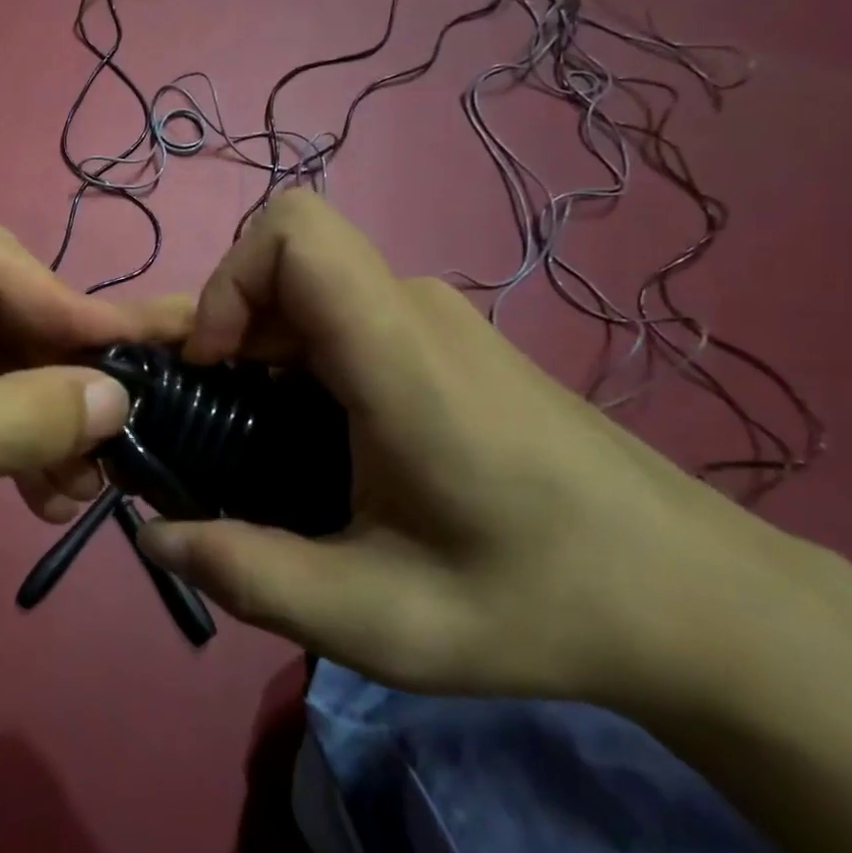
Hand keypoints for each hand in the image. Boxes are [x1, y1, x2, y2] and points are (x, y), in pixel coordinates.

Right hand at [137, 191, 807, 709]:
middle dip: (209, 324)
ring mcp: (432, 322)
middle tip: (175, 404)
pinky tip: (296, 431)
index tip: (211, 368)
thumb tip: (153, 539)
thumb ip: (251, 578)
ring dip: (246, 345)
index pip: (295, 232)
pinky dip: (286, 357)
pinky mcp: (441, 344)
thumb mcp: (379, 619)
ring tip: (231, 429)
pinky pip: (335, 319)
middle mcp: (412, 311)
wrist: (698, 599)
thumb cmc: (540, 603)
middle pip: (280, 264)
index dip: (227, 281)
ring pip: (303, 293)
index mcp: (398, 355)